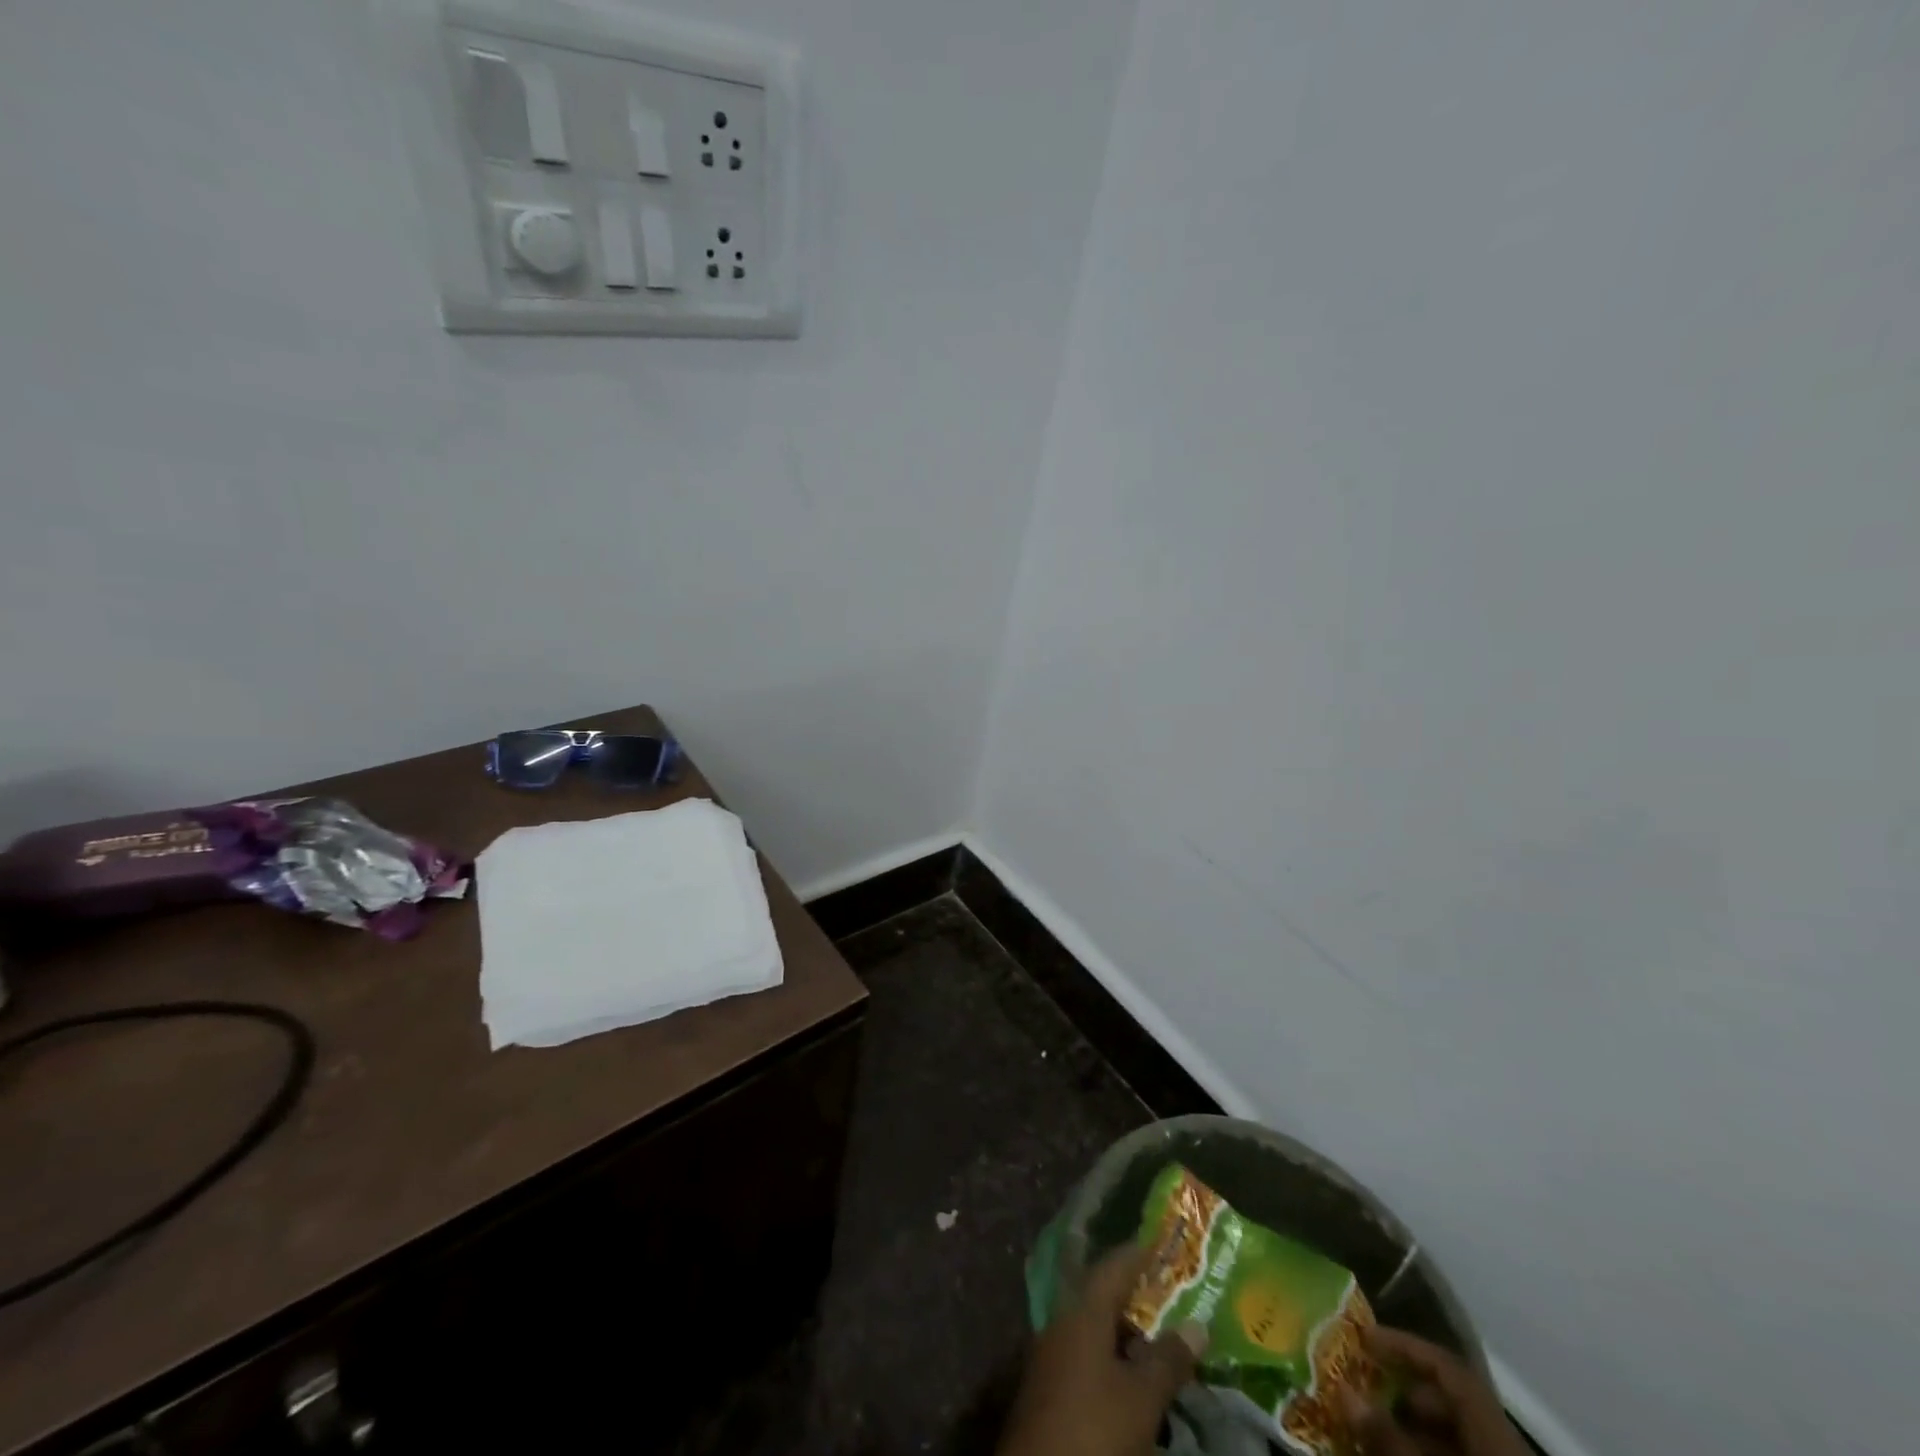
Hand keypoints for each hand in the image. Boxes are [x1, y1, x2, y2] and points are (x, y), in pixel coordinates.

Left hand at [996, 1243, 1206, 1455]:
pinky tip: (1132, 1380)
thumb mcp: (1142, 1398)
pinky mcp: (1048, 1388)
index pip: (1112, 1267)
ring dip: (1124, 1332)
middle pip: (1101, 1296)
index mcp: (1082, 1311)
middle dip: (1135, 1297)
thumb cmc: (1094, 1431)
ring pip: (1093, 1329)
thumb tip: (1198, 1325)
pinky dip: (1111, 1359)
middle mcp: (1062, 1322)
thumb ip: (1169, 1359)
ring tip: (1159, 1341)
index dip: (1137, 1255)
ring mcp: (1052, 1355)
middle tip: (1171, 1298)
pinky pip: (1085, 1357)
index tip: (1161, 1247)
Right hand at [1343, 1327, 1530, 1455]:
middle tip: (1365, 1392)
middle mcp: (1503, 1447)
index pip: (1448, 1368)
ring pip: (1453, 1439)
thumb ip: (1389, 1437)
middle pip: (1450, 1404)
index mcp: (1495, 1433)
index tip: (1366, 1339)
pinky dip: (1428, 1455)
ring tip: (1374, 1434)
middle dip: (1404, 1395)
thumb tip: (1343, 1390)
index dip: (1406, 1346)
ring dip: (1412, 1432)